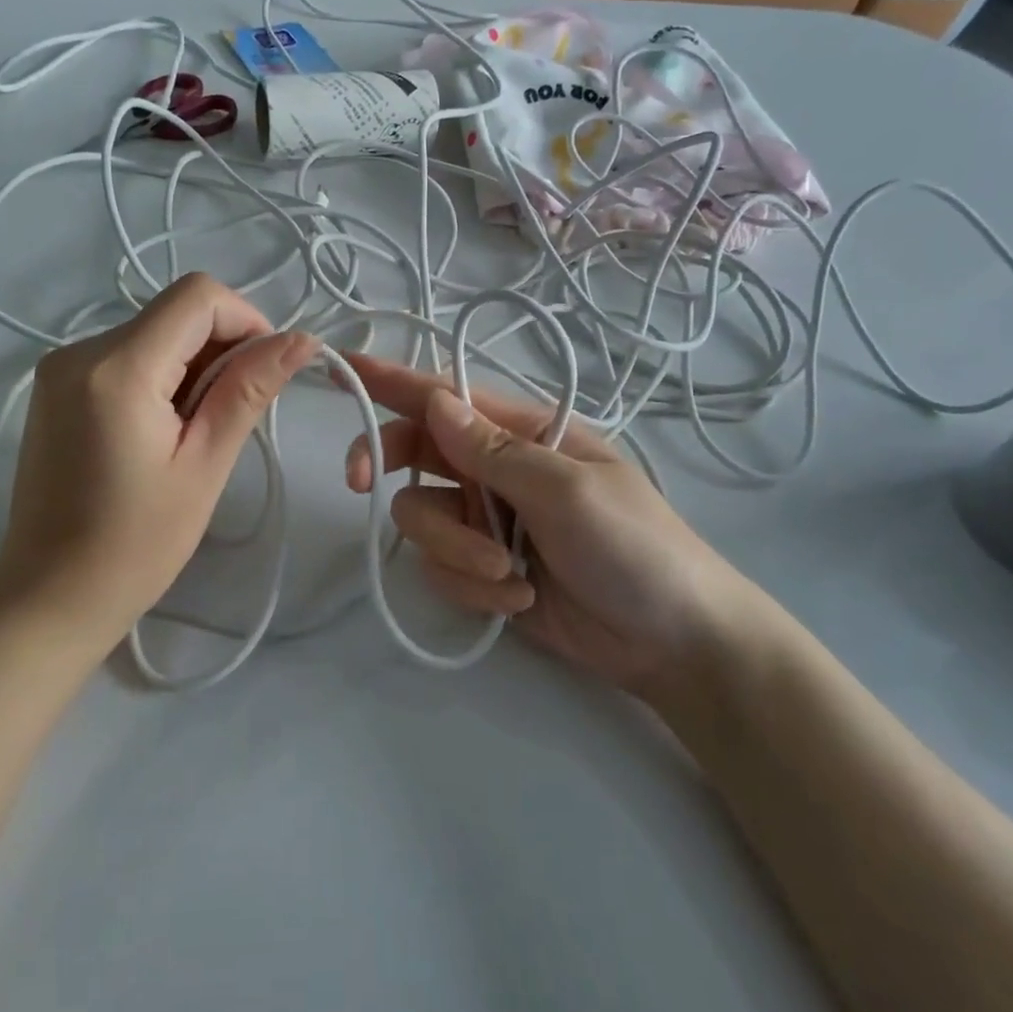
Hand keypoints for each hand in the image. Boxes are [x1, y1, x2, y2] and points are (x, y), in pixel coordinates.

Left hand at [0, 274, 316, 651]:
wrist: (50, 597)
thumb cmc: (136, 545)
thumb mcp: (205, 465)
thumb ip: (249, 390)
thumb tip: (302, 340)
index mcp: (117, 368)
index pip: (197, 296)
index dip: (246, 320)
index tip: (266, 371)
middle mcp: (79, 350)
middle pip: (175, 313)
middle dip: (220, 349)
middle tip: (232, 416)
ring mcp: (61, 367)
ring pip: (153, 332)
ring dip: (192, 366)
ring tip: (195, 433)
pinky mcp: (56, 386)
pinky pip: (126, 355)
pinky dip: (161, 377)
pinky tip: (164, 430)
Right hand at [342, 353, 764, 708]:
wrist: (671, 644)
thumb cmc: (636, 548)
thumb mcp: (568, 491)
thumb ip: (494, 451)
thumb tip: (434, 400)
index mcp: (522, 435)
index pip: (445, 397)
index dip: (391, 380)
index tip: (341, 368)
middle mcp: (494, 471)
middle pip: (414, 452)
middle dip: (388, 467)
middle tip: (359, 484)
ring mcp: (486, 522)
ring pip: (421, 518)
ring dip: (457, 551)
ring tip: (511, 576)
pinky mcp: (482, 570)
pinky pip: (441, 568)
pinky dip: (473, 587)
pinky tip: (518, 600)